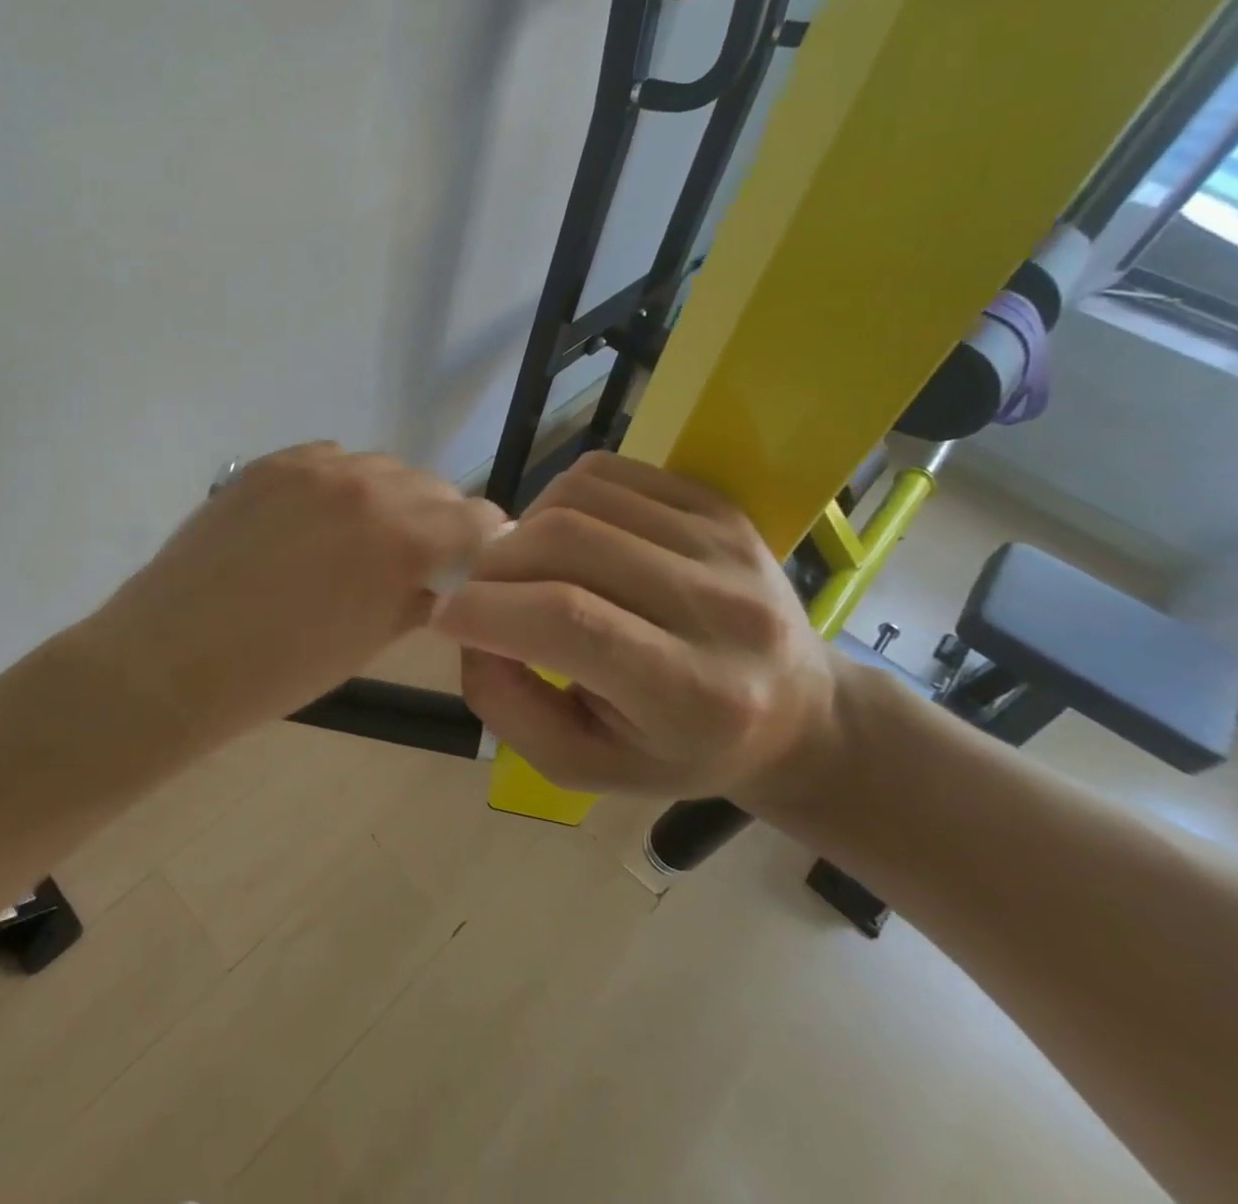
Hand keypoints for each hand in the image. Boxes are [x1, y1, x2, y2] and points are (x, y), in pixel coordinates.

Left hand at [77, 443, 504, 736]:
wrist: (173, 657)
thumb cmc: (279, 672)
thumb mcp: (369, 643)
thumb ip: (418, 597)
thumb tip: (442, 577)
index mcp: (403, 538)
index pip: (475, 517)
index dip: (480, 541)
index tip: (469, 562)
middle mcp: (367, 486)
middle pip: (431, 486)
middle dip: (435, 520)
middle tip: (411, 557)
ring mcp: (313, 467)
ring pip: (379, 468)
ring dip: (386, 499)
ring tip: (357, 538)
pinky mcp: (269, 463)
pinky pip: (328, 460)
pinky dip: (338, 485)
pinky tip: (315, 519)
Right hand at [431, 451, 844, 808]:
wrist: (793, 711)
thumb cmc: (679, 752)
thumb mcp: (585, 766)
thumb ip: (509, 708)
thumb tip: (468, 629)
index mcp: (694, 694)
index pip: (571, 622)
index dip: (487, 611)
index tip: (444, 618)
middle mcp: (721, 608)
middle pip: (569, 543)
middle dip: (495, 566)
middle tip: (479, 594)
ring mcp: (725, 543)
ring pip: (581, 496)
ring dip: (523, 528)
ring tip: (522, 567)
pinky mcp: (719, 505)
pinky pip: (609, 472)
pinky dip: (559, 495)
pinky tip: (562, 535)